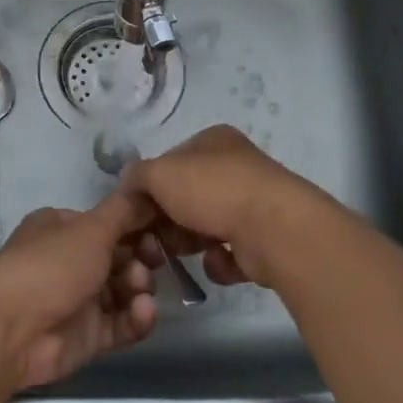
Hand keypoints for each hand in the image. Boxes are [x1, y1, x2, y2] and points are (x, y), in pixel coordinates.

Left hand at [0, 191, 158, 390]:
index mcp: (63, 227)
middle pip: (119, 256)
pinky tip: (142, 312)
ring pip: (123, 290)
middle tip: (153, 261)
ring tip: (139, 290)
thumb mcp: (91, 228)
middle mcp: (69, 260)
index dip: (137, 225)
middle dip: (140, 258)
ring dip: (139, 288)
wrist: (11, 330)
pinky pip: (121, 323)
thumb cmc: (50, 265)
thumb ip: (125, 211)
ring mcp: (78, 299)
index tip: (162, 229)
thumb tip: (150, 192)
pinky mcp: (87, 336)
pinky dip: (136, 318)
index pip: (109, 222)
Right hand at [120, 125, 338, 287]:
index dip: (151, 185)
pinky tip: (219, 262)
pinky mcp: (265, 239)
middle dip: (169, 219)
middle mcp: (236, 166)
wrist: (273, 229)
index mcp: (214, 141)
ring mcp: (253, 202)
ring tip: (185, 253)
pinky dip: (220, 262)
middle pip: (188, 195)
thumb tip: (129, 186)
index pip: (171, 161)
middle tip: (156, 238)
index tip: (138, 211)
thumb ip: (137, 177)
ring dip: (191, 242)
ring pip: (207, 225)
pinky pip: (230, 253)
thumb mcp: (159, 174)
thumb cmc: (212, 190)